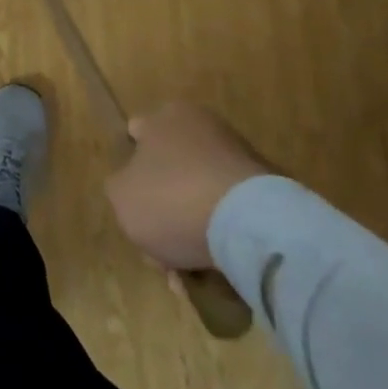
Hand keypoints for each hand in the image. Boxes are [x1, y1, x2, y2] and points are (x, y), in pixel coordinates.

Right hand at [105, 101, 272, 271]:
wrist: (250, 225)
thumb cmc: (172, 199)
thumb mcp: (121, 196)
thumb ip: (120, 186)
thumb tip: (133, 186)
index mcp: (166, 117)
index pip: (138, 134)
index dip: (130, 168)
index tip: (132, 201)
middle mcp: (203, 126)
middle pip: (171, 170)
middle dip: (163, 208)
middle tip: (159, 249)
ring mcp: (239, 156)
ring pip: (200, 196)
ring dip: (191, 228)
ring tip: (187, 271)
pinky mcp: (267, 189)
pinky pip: (230, 214)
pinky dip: (220, 237)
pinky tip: (213, 270)